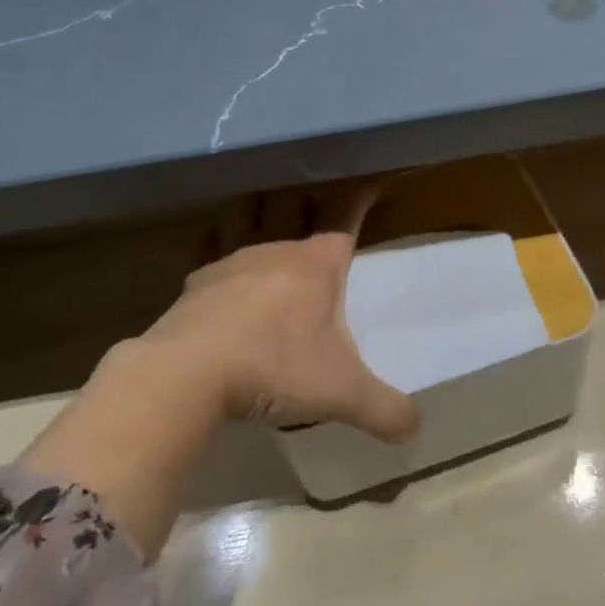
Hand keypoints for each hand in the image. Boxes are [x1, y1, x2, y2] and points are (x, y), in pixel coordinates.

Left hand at [137, 184, 419, 441]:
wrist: (188, 372)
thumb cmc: (275, 368)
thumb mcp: (342, 394)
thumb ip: (385, 409)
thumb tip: (415, 428)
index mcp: (318, 264)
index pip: (347, 216)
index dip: (362, 195)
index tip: (373, 177)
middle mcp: (277, 250)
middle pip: (298, 206)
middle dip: (312, 195)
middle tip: (319, 188)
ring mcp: (233, 260)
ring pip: (252, 216)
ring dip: (264, 205)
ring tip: (269, 199)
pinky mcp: (196, 280)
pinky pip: (212, 246)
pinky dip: (219, 237)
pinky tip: (217, 243)